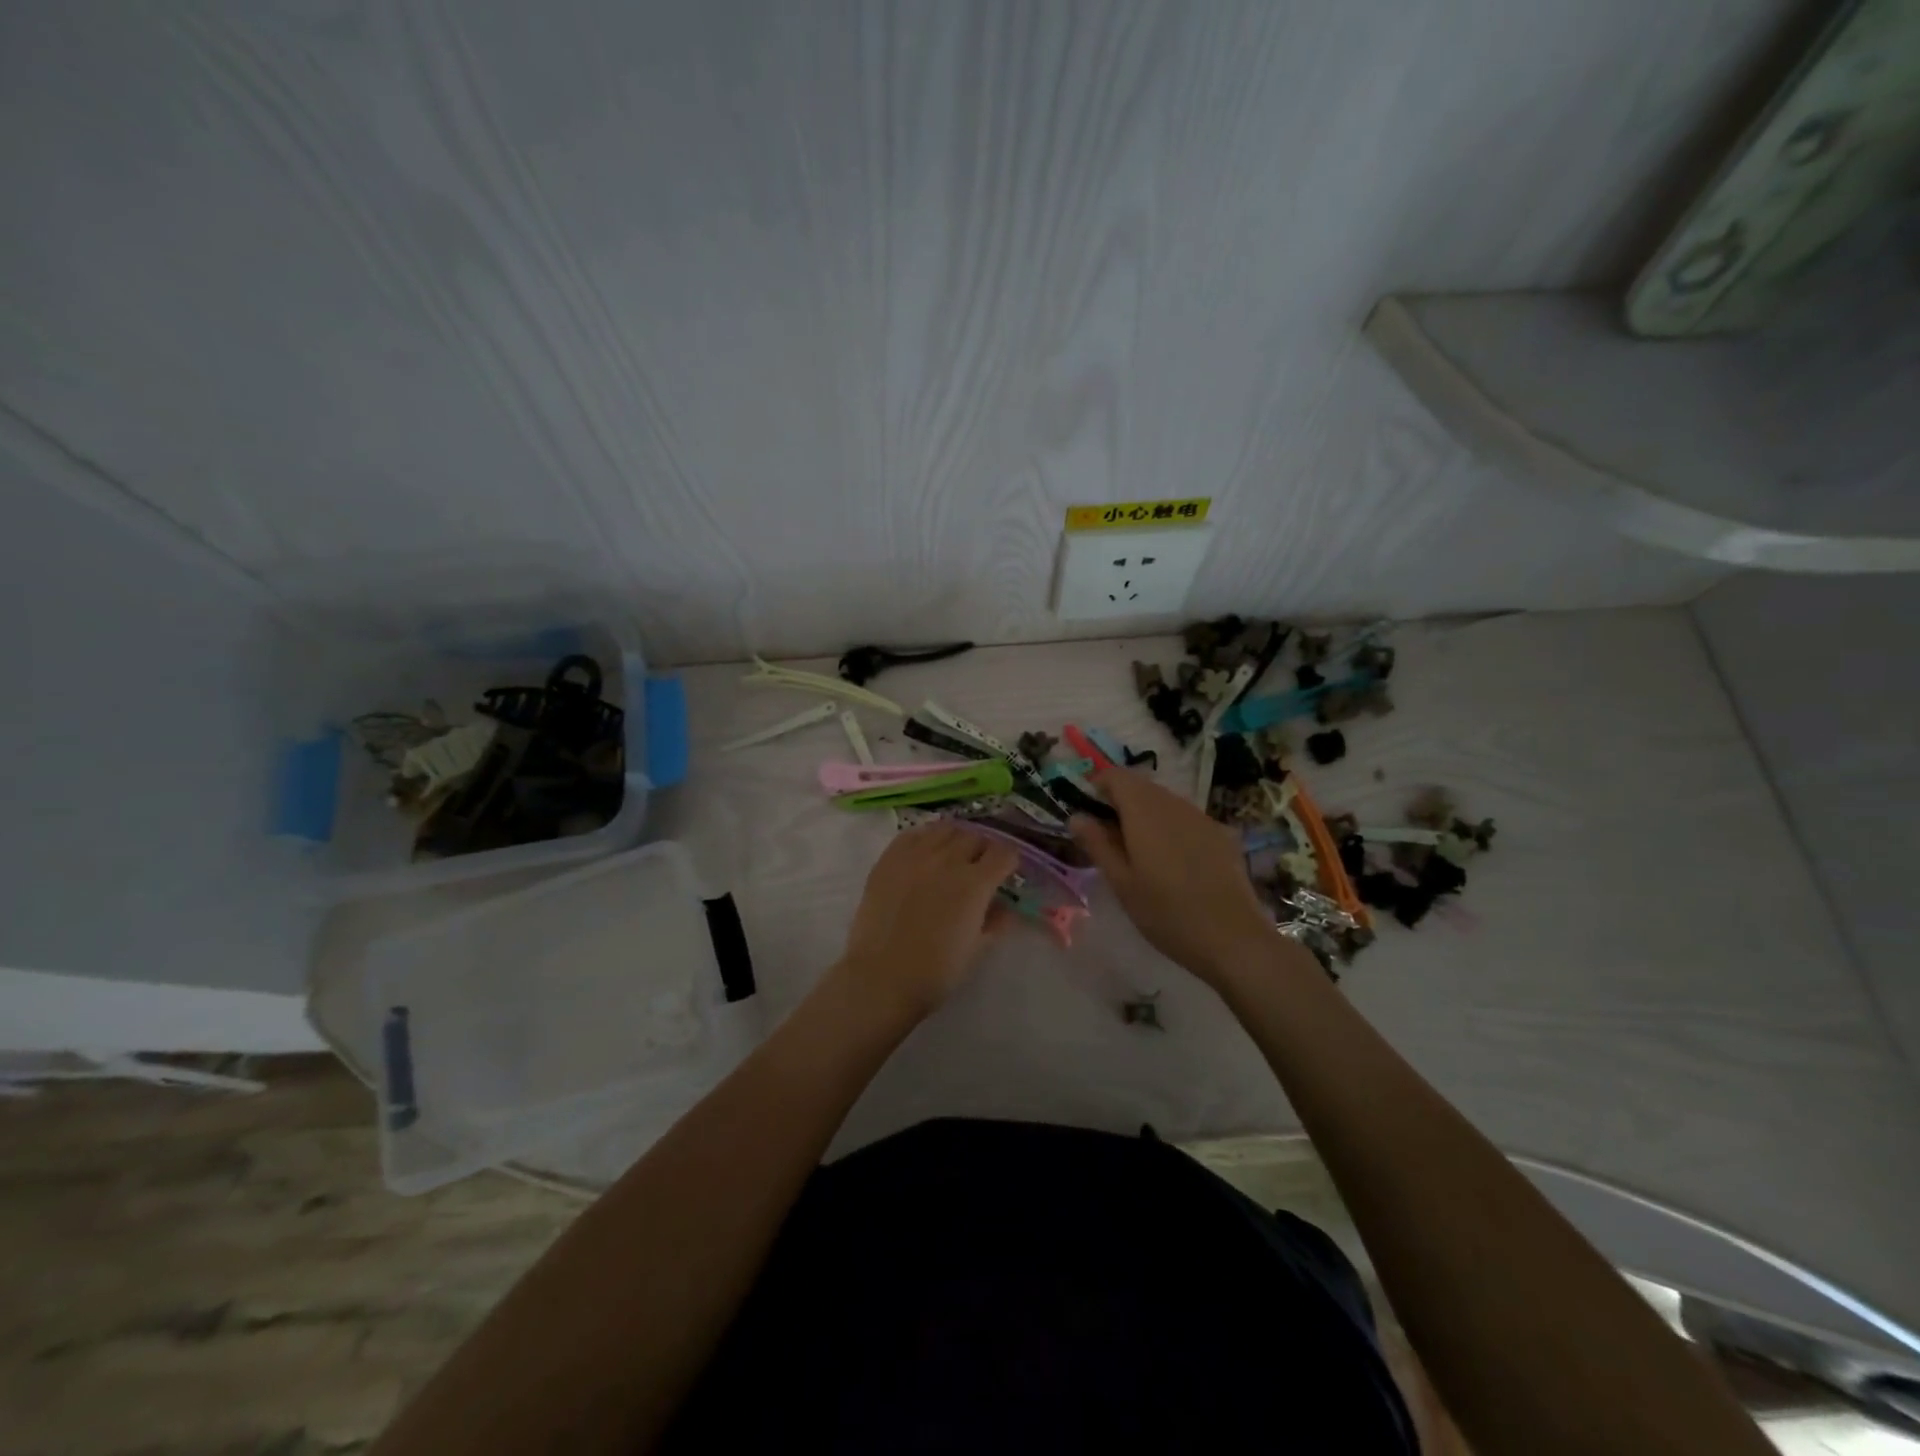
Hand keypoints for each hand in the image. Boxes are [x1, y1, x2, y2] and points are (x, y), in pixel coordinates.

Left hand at [833, 822, 1019, 1019]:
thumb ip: (996, 922)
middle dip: (984, 849)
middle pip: (976, 837)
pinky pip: (913, 834)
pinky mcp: (889, 858)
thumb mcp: (976, 949)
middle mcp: (947, 860)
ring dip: (956, 839)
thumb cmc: (935, 972)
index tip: (1006, 873)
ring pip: (945, 829)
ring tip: (953, 855)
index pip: (1004, 853)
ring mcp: (915, 855)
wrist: (880, 977)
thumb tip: (1006, 907)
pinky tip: (925, 853)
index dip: (1009, 862)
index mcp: (974, 884)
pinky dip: (926, 838)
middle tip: (980, 867)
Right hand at [1070, 764, 1276, 984]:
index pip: (1116, 776)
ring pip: (1164, 802)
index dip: (1097, 787)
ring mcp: (1201, 817)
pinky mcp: (1221, 834)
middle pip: (1141, 786)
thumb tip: (1077, 816)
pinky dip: (1170, 828)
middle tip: (1108, 840)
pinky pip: (1186, 818)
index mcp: (1144, 811)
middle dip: (1120, 803)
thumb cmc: (1166, 913)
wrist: (1233, 938)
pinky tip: (1172, 863)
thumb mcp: (1121, 882)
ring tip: (1139, 853)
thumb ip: (1097, 844)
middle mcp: (1173, 804)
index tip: (1087, 814)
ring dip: (1145, 815)